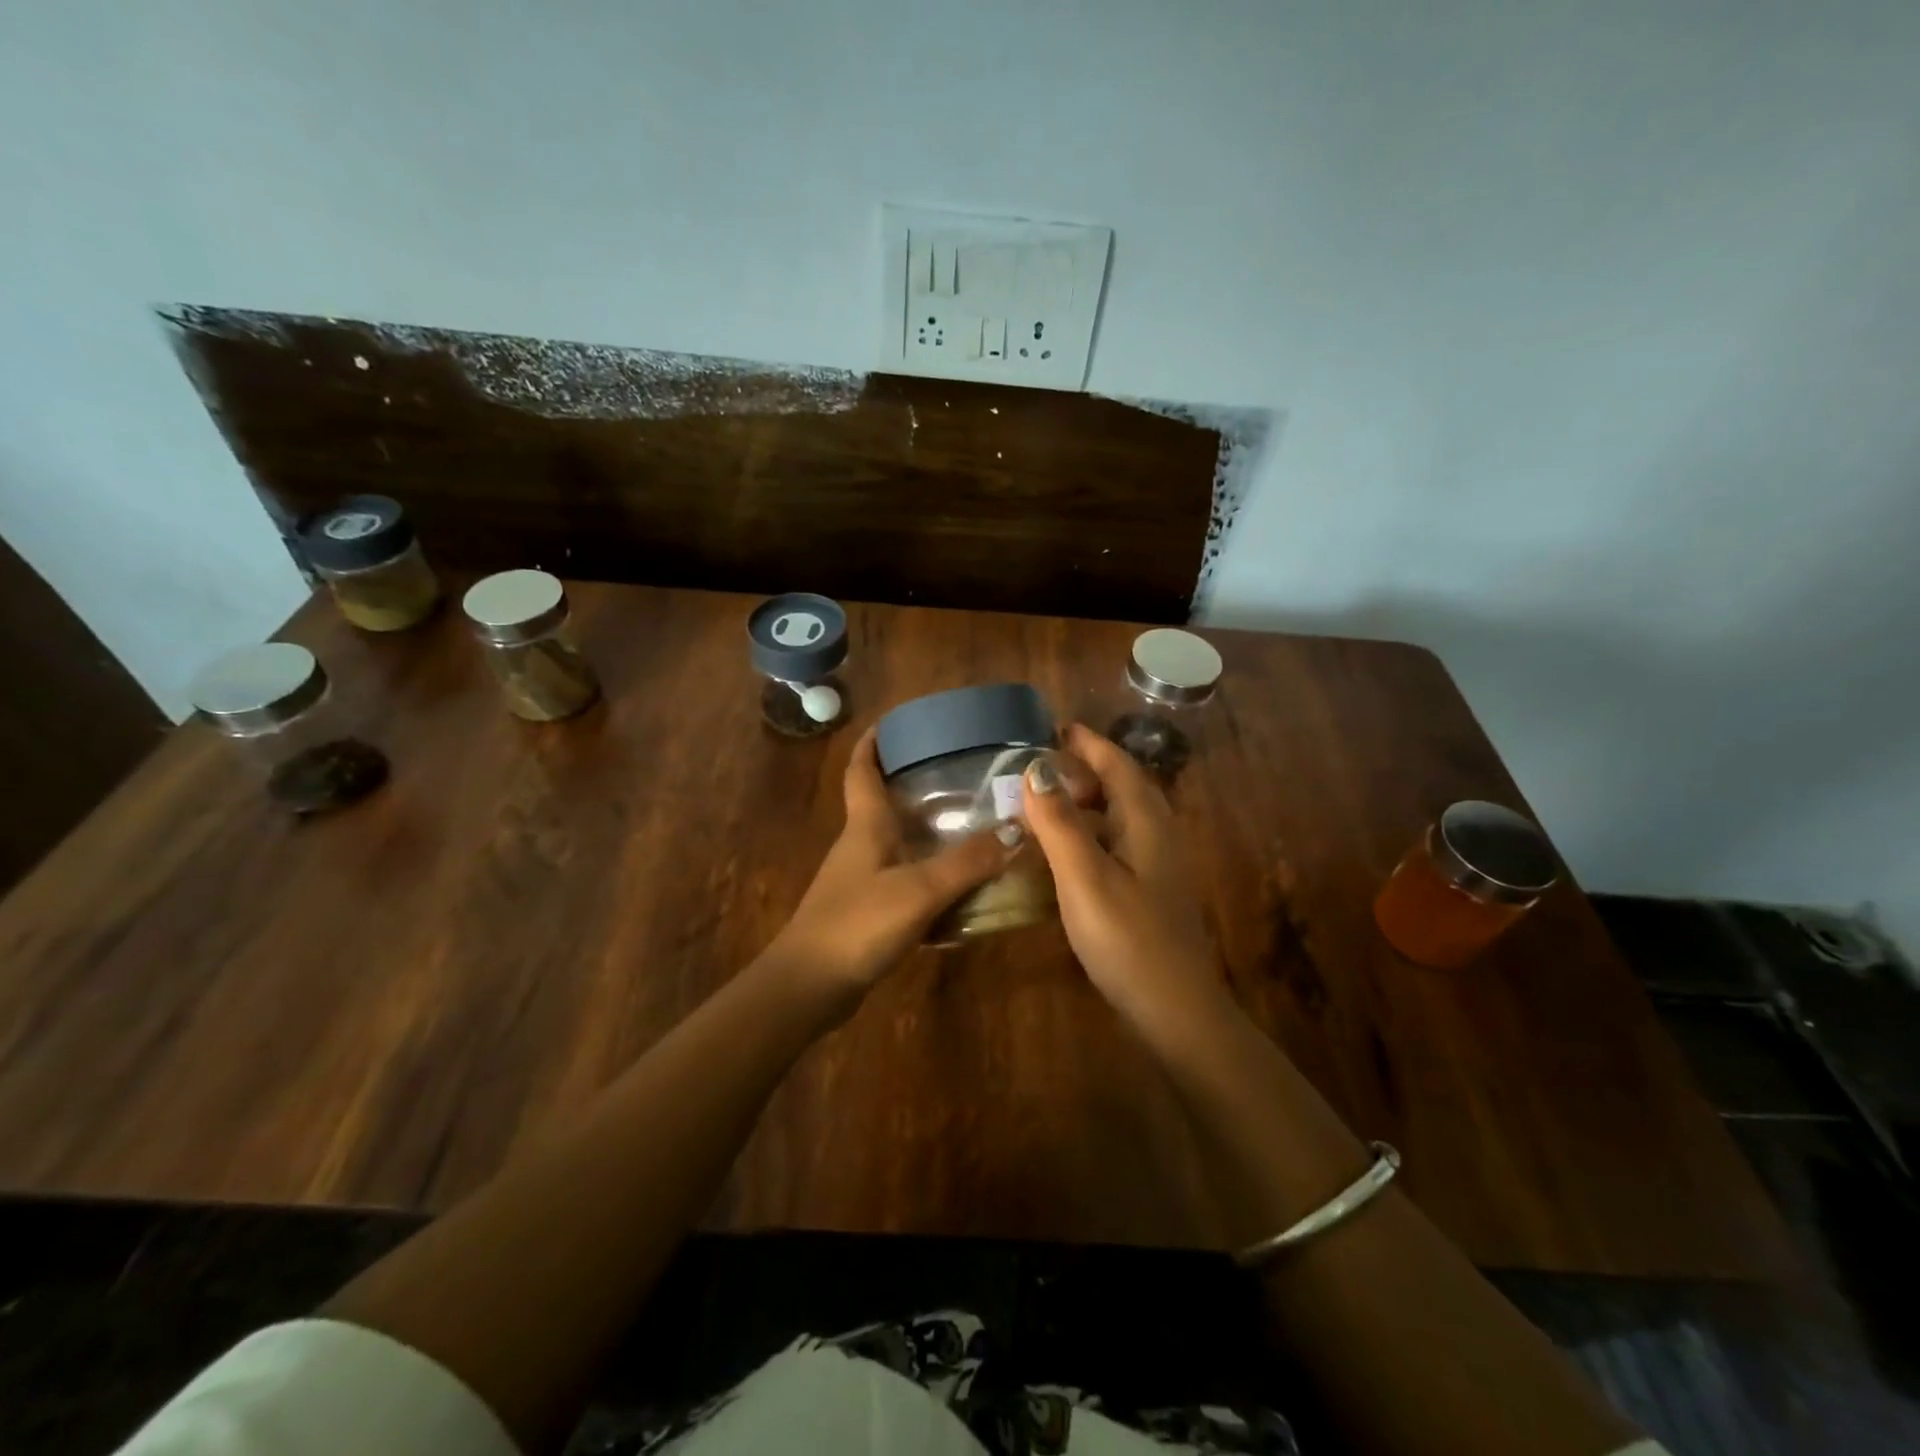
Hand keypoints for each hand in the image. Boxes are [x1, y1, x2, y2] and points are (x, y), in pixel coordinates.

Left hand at [761, 728, 1010, 1002]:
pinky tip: (959, 888)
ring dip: (925, 831)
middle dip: (912, 783)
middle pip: (881, 802)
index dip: (873, 742)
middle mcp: (859, 845)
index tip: (895, 721)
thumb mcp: (919, 890)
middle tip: (957, 772)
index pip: (861, 769)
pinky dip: (929, 875)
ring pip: (896, 843)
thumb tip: (1017, 831)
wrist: (809, 987)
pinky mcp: (866, 911)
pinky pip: (903, 880)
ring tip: (970, 823)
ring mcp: (860, 880)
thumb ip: (967, 862)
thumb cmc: (857, 924)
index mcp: (864, 826)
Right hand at [1022, 724, 1227, 1030]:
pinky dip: (1087, 834)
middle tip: (1036, 767)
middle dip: (1082, 770)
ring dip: (1083, 803)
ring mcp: (1155, 866)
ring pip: (1118, 817)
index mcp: (1146, 822)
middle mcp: (1156, 835)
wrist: (1176, 1012)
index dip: (1087, 743)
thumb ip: (1060, 822)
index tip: (1053, 727)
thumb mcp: (1085, 877)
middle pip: (1121, 787)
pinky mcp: (1147, 892)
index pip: (1118, 765)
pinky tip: (1062, 853)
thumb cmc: (1128, 939)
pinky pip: (1114, 844)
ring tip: (1041, 803)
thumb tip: (1035, 769)